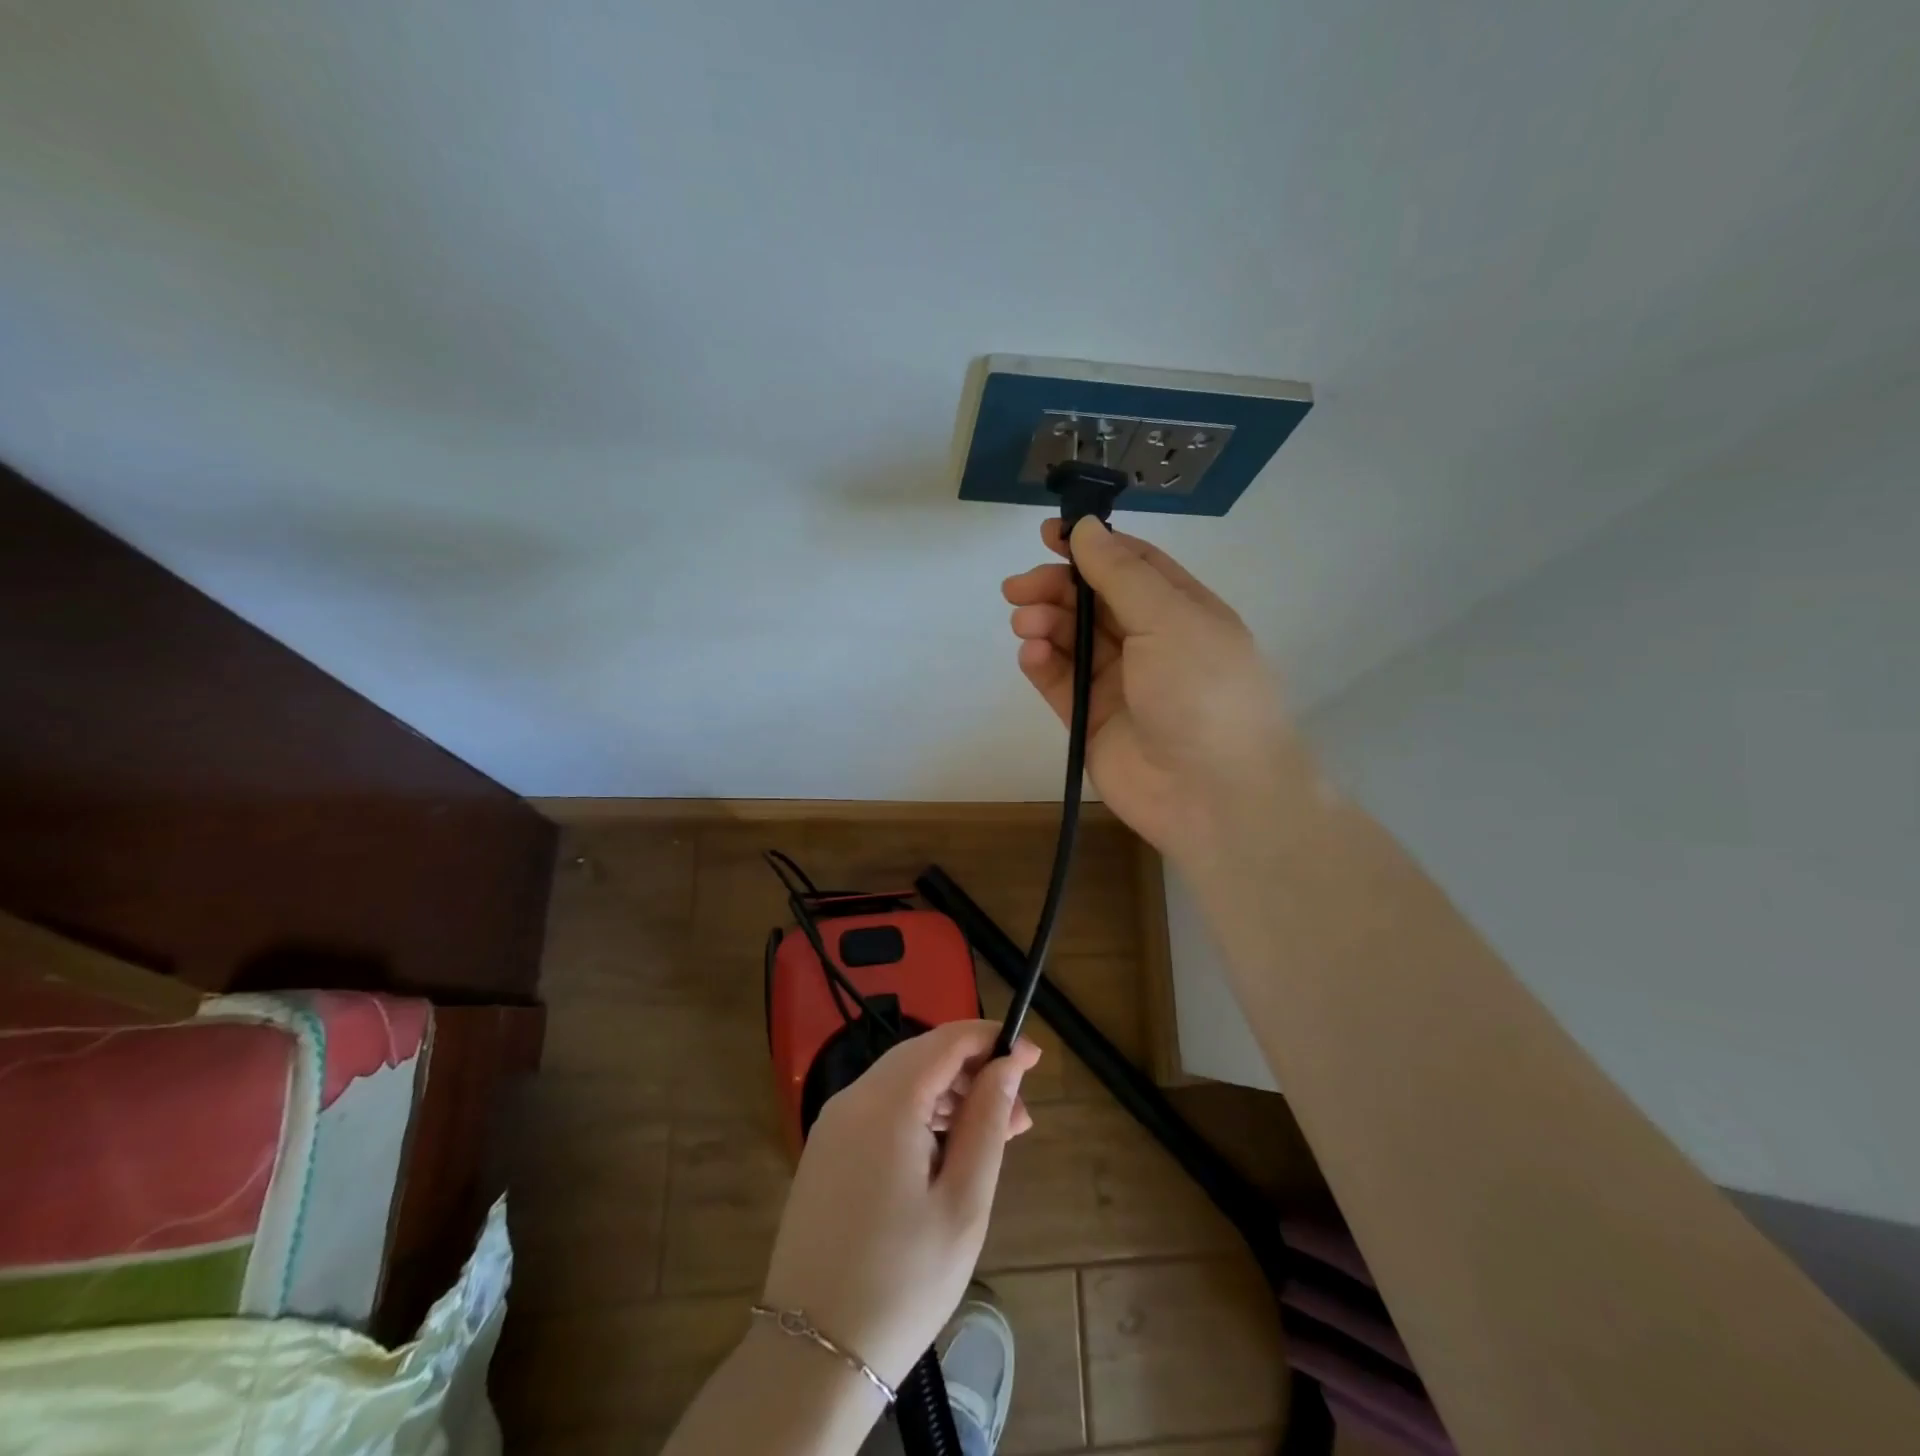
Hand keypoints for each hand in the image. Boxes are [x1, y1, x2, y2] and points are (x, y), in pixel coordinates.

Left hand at [760, 1021, 1040, 1387]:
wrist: (811, 1357)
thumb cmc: (903, 1281)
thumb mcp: (962, 1203)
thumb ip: (987, 1121)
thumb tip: (1008, 1064)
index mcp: (886, 1102)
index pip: (946, 1041)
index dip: (992, 1038)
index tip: (1033, 1056)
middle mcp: (853, 1097)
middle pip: (923, 1056)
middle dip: (974, 1070)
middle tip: (1020, 1109)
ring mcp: (833, 1124)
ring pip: (902, 1081)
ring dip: (950, 1094)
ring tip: (996, 1133)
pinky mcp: (826, 1150)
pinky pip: (881, 1109)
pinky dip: (920, 1113)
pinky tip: (948, 1148)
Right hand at [1003, 517, 1296, 863]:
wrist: (1214, 795)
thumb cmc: (1203, 692)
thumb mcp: (1170, 619)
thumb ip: (1121, 574)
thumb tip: (1086, 528)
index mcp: (1181, 611)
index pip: (1132, 565)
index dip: (1091, 546)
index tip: (1049, 535)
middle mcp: (1151, 643)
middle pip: (1094, 601)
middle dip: (1056, 588)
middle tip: (1017, 588)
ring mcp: (1120, 684)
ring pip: (1072, 640)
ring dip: (1045, 624)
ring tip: (1025, 623)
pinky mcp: (1092, 721)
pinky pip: (1060, 683)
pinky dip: (1042, 665)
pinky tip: (1031, 654)